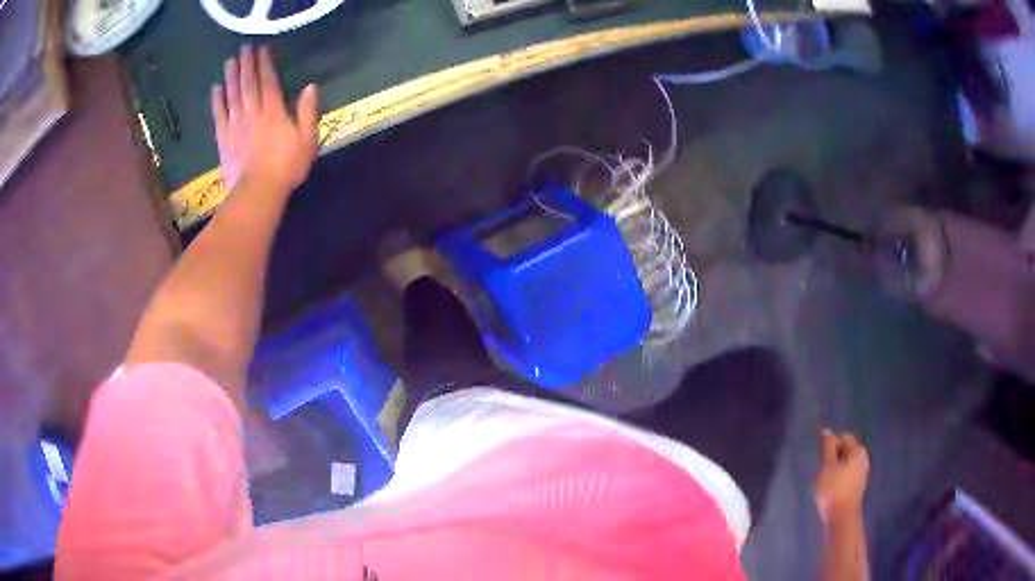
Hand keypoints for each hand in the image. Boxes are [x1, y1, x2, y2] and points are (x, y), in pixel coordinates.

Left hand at [211, 45, 318, 192]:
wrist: (258, 192)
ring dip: (231, 77)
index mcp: (274, 111)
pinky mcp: (224, 140)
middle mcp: (253, 113)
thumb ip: (308, 112)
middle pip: (248, 84)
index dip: (265, 64)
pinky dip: (217, 101)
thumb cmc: (286, 168)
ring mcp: (236, 126)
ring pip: (232, 96)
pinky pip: (219, 116)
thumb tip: (311, 87)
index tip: (262, 49)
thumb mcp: (307, 140)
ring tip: (230, 62)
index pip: (268, 81)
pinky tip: (216, 89)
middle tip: (244, 49)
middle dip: (246, 65)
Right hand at [813, 429, 869, 525]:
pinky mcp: (858, 486)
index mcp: (857, 450)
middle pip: (845, 451)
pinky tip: (830, 491)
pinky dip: (838, 479)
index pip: (843, 438)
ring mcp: (862, 473)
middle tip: (820, 471)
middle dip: (832, 458)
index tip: (819, 459)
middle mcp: (863, 458)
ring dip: (834, 470)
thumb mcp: (827, 465)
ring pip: (845, 464)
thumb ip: (827, 447)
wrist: (842, 517)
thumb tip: (826, 431)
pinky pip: (847, 475)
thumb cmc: (833, 489)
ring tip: (823, 483)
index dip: (830, 445)